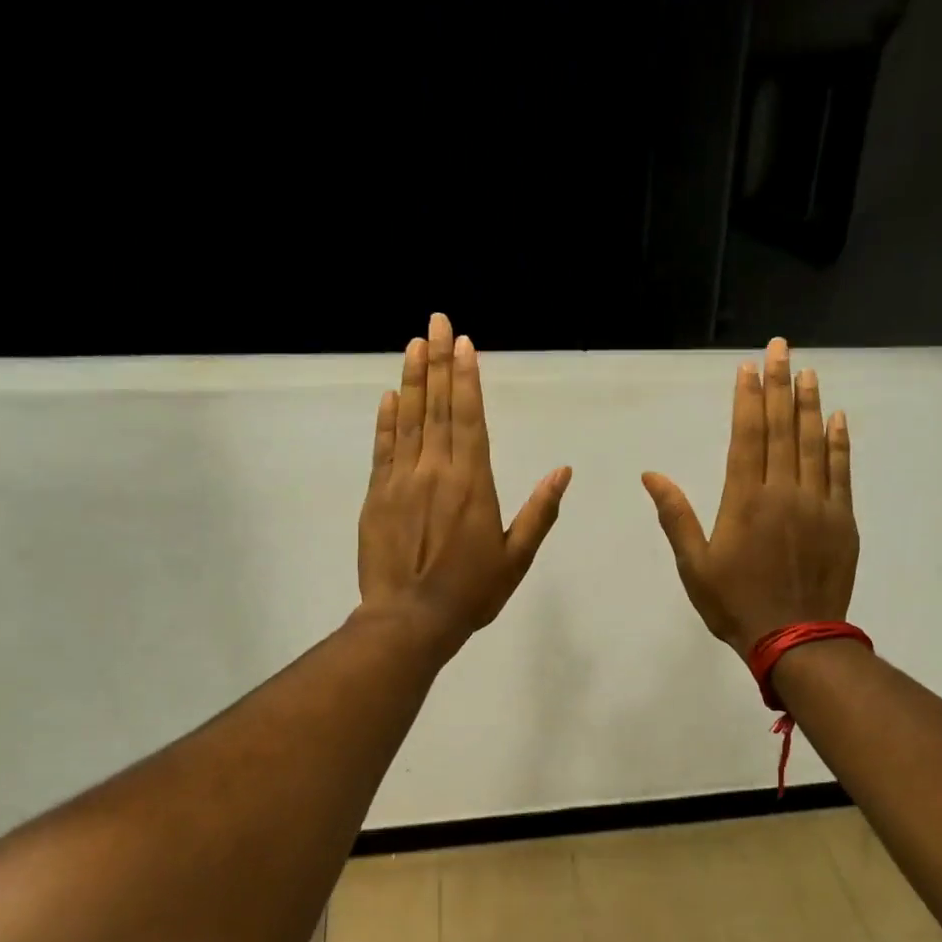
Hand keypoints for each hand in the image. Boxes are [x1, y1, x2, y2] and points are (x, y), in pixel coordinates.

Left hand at [357, 313, 571, 659]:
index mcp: (473, 484)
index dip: (466, 379)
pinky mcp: (377, 496)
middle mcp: (436, 472)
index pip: (469, 419)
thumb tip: (563, 471)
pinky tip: (389, 396)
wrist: (409, 619)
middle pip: (437, 408)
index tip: (464, 344)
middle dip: (438, 362)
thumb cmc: (470, 593)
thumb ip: (540, 512)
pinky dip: (386, 421)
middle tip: (437, 322)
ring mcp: (402, 481)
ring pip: (409, 420)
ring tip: (414, 343)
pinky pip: (383, 449)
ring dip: (412, 380)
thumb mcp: (516, 558)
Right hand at [642, 337, 856, 652]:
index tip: (749, 368)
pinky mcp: (841, 520)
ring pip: (813, 443)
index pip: (746, 436)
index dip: (748, 399)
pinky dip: (839, 443)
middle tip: (782, 348)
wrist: (795, 638)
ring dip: (810, 405)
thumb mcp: (694, 565)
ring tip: (808, 371)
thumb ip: (676, 516)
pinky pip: (841, 472)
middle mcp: (782, 491)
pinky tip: (838, 418)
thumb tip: (651, 475)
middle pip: (781, 428)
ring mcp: (817, 504)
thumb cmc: (735, 604)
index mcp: (744, 500)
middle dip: (780, 385)